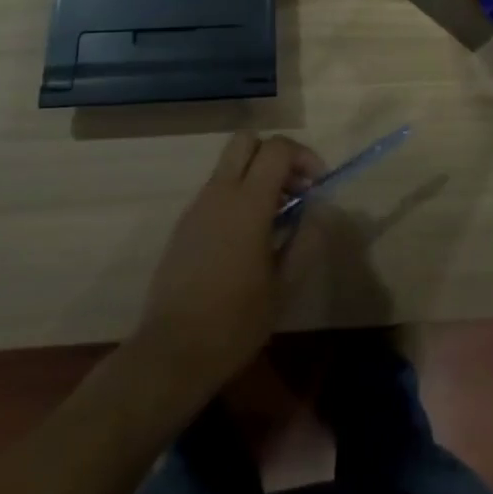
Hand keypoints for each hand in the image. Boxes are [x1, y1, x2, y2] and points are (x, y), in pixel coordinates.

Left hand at [134, 132, 321, 398]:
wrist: (172, 352)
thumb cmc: (235, 321)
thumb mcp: (284, 285)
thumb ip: (306, 238)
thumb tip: (320, 209)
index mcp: (248, 203)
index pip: (277, 149)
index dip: (303, 155)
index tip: (318, 184)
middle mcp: (219, 193)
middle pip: (246, 141)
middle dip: (275, 154)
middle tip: (293, 188)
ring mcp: (197, 207)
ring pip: (229, 166)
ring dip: (256, 176)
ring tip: (276, 219)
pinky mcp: (184, 225)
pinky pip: (215, 192)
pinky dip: (237, 197)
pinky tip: (247, 240)